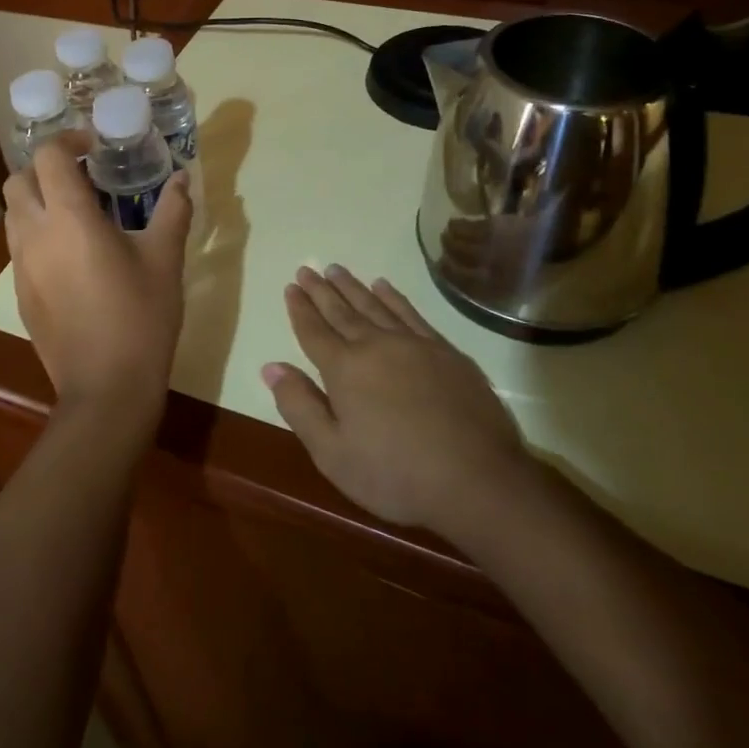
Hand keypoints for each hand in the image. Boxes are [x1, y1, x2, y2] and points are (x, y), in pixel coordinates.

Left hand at [5, 136, 192, 426]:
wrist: (107, 387)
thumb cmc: (141, 317)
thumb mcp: (165, 259)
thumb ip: (173, 210)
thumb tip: (181, 178)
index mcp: (69, 218)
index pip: (48, 156)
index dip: (68, 140)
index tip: (94, 147)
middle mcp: (34, 235)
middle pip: (18, 179)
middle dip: (45, 168)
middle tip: (82, 176)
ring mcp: (21, 266)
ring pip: (13, 213)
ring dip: (37, 200)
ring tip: (76, 213)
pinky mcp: (20, 293)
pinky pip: (19, 246)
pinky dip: (37, 233)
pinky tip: (71, 255)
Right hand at [264, 265, 531, 537]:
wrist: (477, 479)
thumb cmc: (395, 474)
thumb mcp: (332, 453)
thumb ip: (299, 406)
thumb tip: (271, 366)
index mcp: (345, 369)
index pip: (314, 331)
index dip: (300, 309)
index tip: (291, 286)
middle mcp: (376, 346)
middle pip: (342, 312)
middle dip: (321, 290)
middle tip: (306, 268)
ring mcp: (414, 345)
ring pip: (374, 306)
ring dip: (353, 287)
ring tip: (336, 270)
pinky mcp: (446, 352)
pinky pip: (411, 313)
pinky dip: (393, 297)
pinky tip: (384, 287)